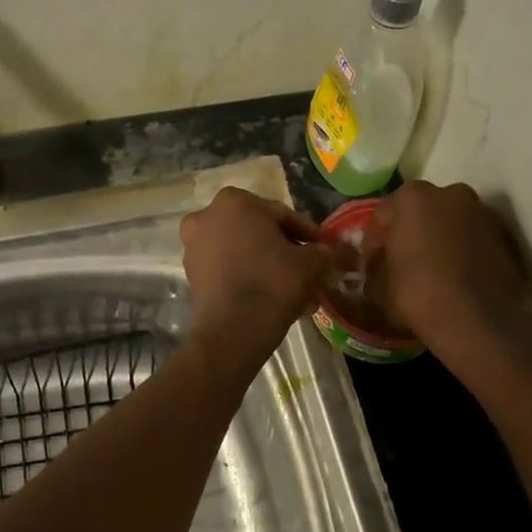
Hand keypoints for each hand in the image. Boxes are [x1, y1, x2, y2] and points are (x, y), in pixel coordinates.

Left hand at [178, 188, 331, 372]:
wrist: (232, 330)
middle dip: (285, 250)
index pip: (281, 214)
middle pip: (259, 231)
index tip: (323, 249)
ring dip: (269, 265)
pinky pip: (228, 268)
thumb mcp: (310, 264)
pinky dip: (249, 276)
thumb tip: (341, 251)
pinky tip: (273, 297)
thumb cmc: (272, 283)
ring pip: (243, 251)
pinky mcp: (190, 272)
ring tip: (296, 289)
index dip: (307, 233)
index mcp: (234, 201)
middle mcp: (207, 216)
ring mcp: (194, 245)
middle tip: (310, 270)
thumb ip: (326, 252)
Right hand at [373, 181, 530, 350]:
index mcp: (412, 197)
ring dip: (439, 239)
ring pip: (450, 223)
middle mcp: (450, 193)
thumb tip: (381, 265)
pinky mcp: (504, 237)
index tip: (372, 264)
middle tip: (402, 261)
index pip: (383, 214)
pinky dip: (462, 251)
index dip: (375, 242)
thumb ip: (379, 263)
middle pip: (421, 211)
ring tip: (431, 270)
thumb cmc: (416, 292)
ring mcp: (482, 213)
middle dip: (411, 232)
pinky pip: (472, 240)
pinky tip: (454, 276)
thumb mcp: (379, 281)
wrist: (474, 319)